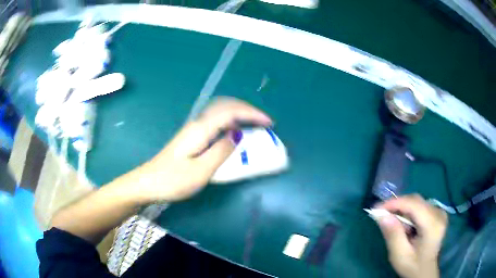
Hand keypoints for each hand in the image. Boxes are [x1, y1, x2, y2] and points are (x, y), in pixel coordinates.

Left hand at [132, 97, 271, 201]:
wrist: (148, 183)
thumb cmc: (172, 180)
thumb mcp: (200, 171)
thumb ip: (220, 151)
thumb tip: (238, 134)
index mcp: (200, 130)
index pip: (231, 113)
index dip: (252, 114)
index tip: (269, 123)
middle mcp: (197, 124)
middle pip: (225, 106)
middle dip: (247, 109)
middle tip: (264, 121)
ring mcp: (193, 129)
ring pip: (220, 112)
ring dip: (239, 113)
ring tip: (254, 123)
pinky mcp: (192, 137)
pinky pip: (216, 122)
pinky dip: (230, 121)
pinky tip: (234, 131)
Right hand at [374, 195, 447, 277]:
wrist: (426, 271)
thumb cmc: (412, 266)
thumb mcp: (400, 256)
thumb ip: (393, 235)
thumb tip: (382, 215)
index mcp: (433, 225)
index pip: (414, 205)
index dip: (395, 203)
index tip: (376, 208)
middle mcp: (439, 213)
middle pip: (416, 201)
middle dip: (397, 206)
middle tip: (382, 215)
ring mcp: (440, 211)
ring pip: (417, 202)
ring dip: (403, 210)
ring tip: (394, 224)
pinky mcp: (438, 212)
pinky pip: (420, 206)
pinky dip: (409, 212)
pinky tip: (405, 225)